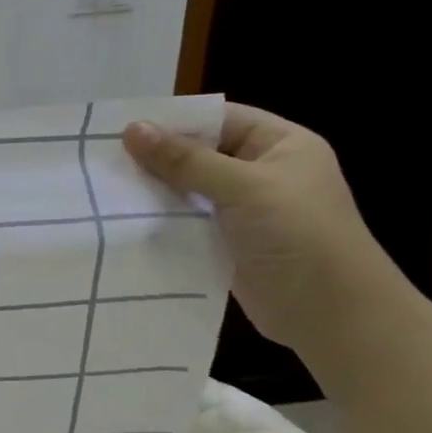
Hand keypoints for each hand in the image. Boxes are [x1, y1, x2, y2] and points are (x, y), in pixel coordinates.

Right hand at [123, 104, 400, 361]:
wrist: (330, 313)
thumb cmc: (298, 234)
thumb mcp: (243, 188)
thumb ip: (186, 160)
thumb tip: (132, 129)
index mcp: (280, 145)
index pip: (219, 119)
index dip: (174, 121)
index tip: (121, 127)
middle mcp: (262, 173)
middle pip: (199, 154)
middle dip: (156, 158)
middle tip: (102, 159)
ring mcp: (243, 211)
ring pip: (188, 191)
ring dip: (154, 192)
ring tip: (104, 188)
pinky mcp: (226, 244)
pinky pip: (186, 223)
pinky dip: (160, 221)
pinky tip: (123, 220)